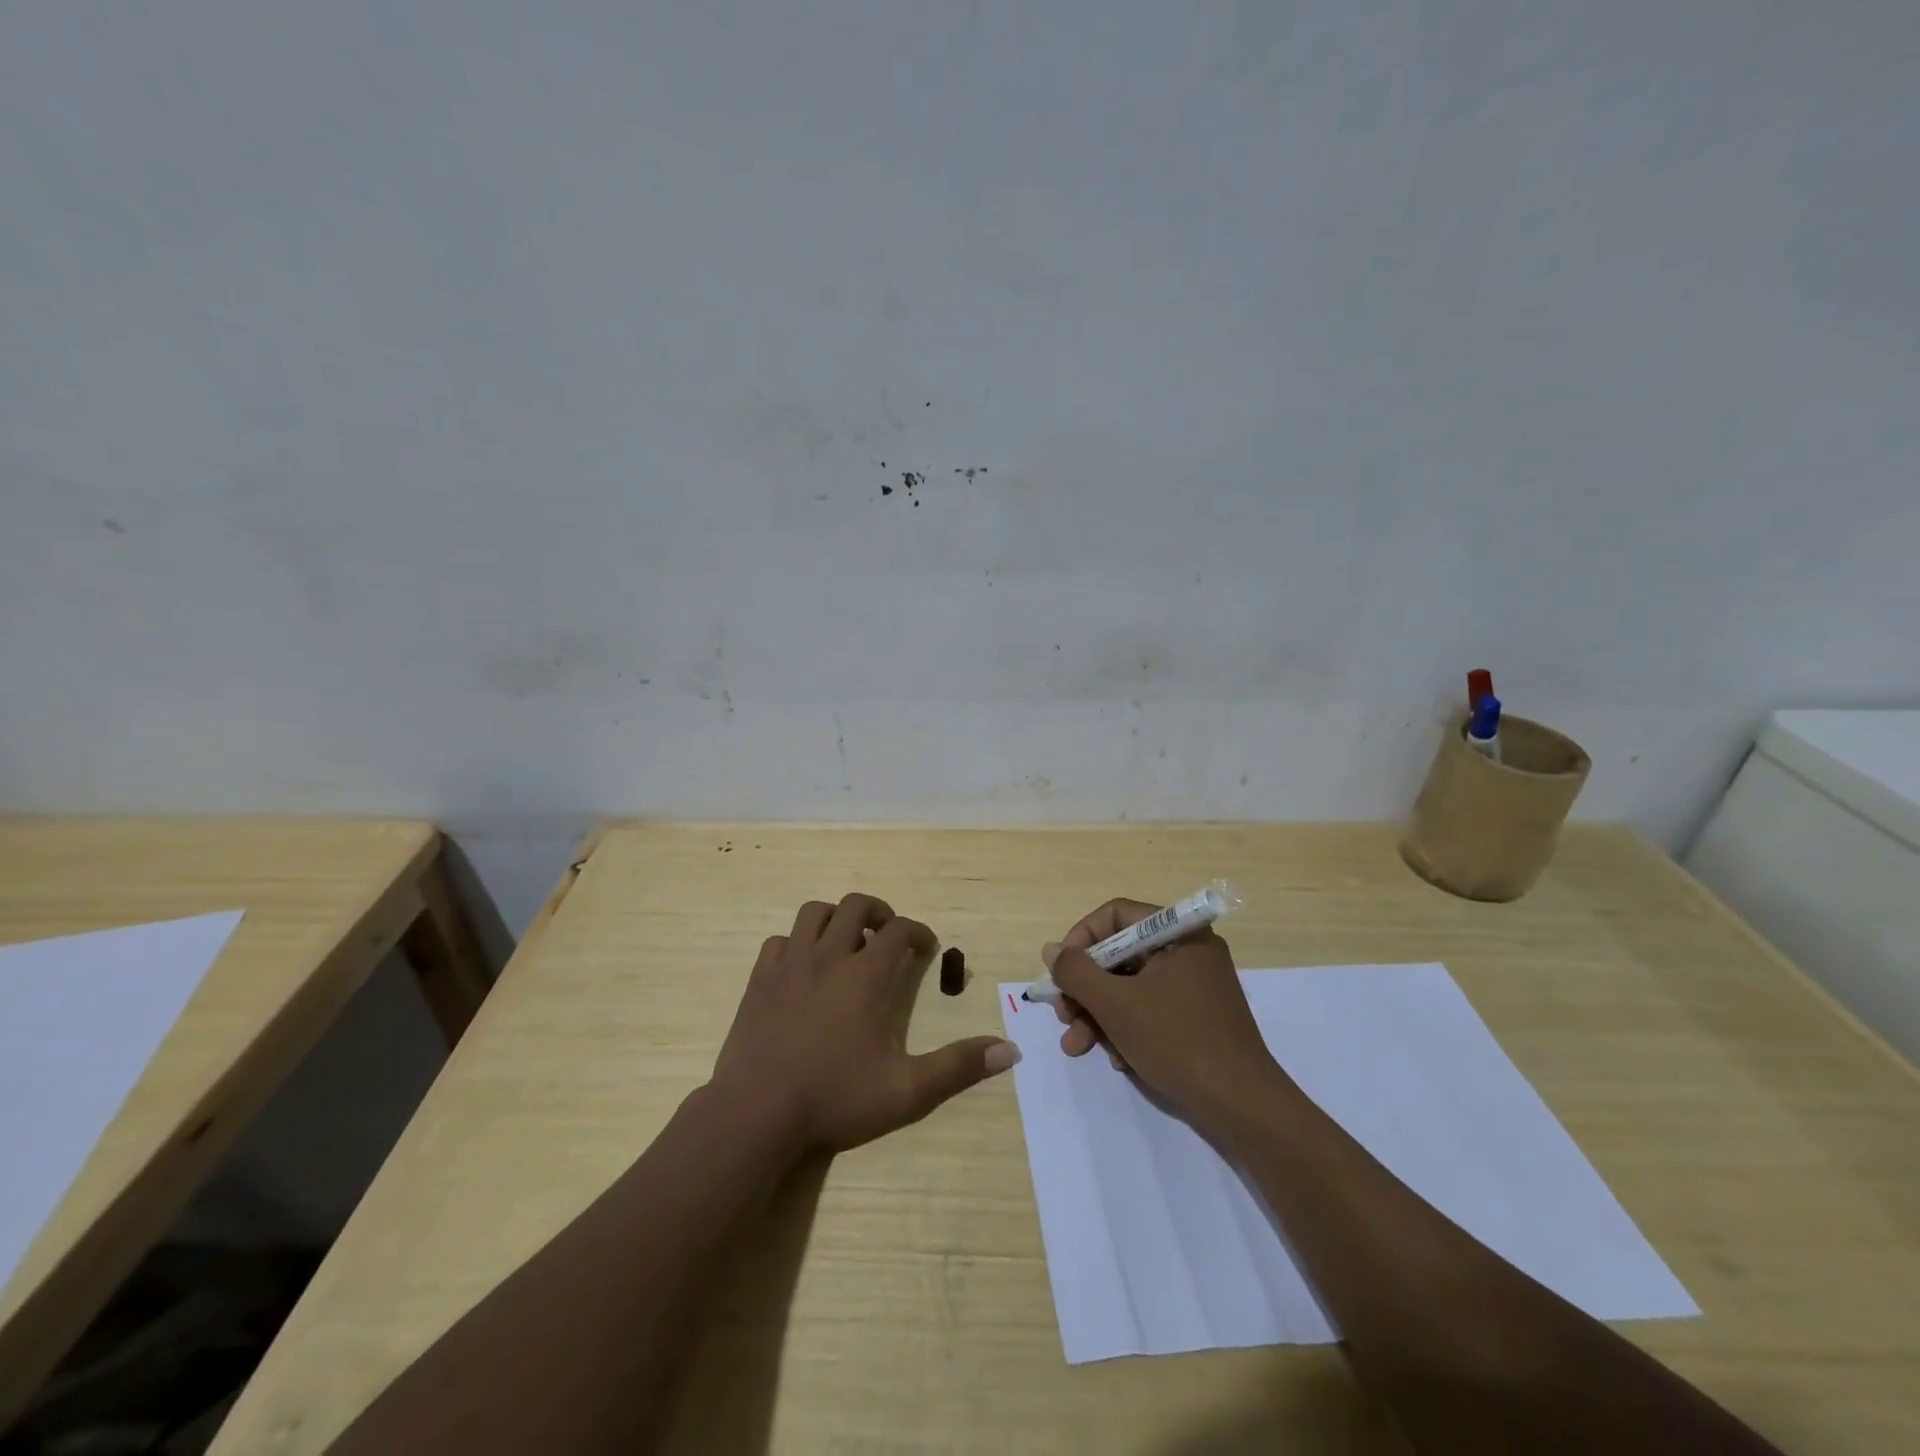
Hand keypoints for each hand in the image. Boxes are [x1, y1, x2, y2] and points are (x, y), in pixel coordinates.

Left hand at [709, 893, 1017, 1155]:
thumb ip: (957, 1067)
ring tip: (846, 942)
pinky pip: (779, 941)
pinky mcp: (760, 980)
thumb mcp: (906, 1091)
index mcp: (866, 976)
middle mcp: (829, 957)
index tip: (926, 946)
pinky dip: (796, 943)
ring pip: (813, 913)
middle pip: (855, 906)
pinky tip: (803, 968)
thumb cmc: (834, 1099)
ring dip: (835, 918)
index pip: (899, 930)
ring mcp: (790, 965)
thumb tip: (1010, 1051)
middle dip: (878, 912)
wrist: (756, 1114)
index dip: (918, 931)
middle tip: (887, 935)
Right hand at [1046, 899, 1283, 1132]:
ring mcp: (1195, 985)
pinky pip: (1151, 1008)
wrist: (1243, 1106)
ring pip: (1131, 986)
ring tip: (1077, 1047)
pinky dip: (1127, 1029)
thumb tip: (1051, 950)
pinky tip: (1118, 1060)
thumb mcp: (1116, 1005)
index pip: (1116, 915)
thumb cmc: (1177, 1041)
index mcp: (1179, 933)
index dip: (1080, 939)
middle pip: (1120, 954)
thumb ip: (1076, 972)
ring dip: (1099, 1014)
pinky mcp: (1198, 1017)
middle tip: (1064, 1017)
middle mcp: (1189, 950)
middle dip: (1086, 989)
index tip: (1060, 972)